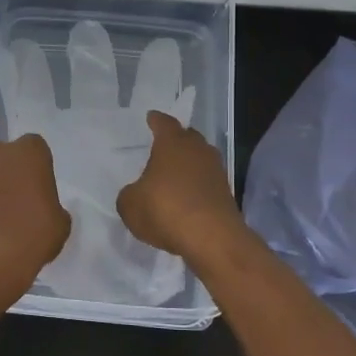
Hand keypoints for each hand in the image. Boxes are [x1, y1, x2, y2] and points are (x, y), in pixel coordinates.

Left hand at [0, 134, 71, 302]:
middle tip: (20, 205)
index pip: (37, 149)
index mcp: (29, 153)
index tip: (40, 192)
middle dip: (12, 175)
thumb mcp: (60, 226)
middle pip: (7, 158)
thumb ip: (53, 209)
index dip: (38, 170)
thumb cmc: (29, 235)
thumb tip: (44, 212)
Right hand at [117, 111, 245, 261]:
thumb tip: (136, 193)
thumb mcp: (130, 204)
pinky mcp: (226, 193)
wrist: (212, 238)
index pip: (164, 123)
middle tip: (162, 146)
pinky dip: (196, 186)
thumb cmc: (165, 210)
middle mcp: (198, 150)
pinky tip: (185, 198)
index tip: (151, 118)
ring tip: (173, 174)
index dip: (156, 120)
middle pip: (187, 137)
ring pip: (199, 159)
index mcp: (173, 143)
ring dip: (188, 165)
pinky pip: (206, 182)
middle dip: (175, 140)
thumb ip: (129, 194)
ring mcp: (216, 171)